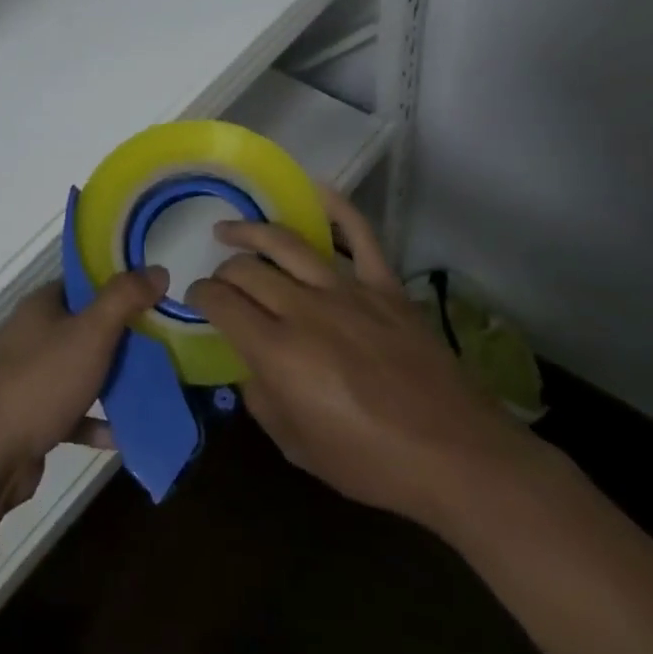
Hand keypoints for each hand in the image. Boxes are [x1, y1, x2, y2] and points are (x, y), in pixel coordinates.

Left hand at [0, 268, 168, 510]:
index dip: (116, 287)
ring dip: (112, 380)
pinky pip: (73, 414)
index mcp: (40, 307)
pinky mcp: (32, 418)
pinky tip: (126, 433)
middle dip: (121, 337)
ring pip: (80, 371)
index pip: (81, 285)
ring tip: (154, 386)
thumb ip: (124, 299)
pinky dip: (97, 422)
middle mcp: (32, 337)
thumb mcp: (90, 333)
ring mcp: (30, 378)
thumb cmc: (41, 381)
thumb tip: (157, 270)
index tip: (153, 296)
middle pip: (84, 328)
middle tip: (162, 344)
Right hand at [184, 188, 539, 528]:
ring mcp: (348, 292)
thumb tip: (249, 366)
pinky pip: (360, 235)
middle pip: (248, 270)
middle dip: (223, 272)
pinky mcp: (385, 287)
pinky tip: (313, 190)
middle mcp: (305, 310)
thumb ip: (261, 399)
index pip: (221, 302)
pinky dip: (337, 208)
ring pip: (287, 243)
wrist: (457, 457)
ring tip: (231, 230)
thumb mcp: (296, 446)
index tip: (196, 299)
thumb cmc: (371, 462)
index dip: (200, 295)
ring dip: (252, 232)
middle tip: (220, 282)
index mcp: (278, 351)